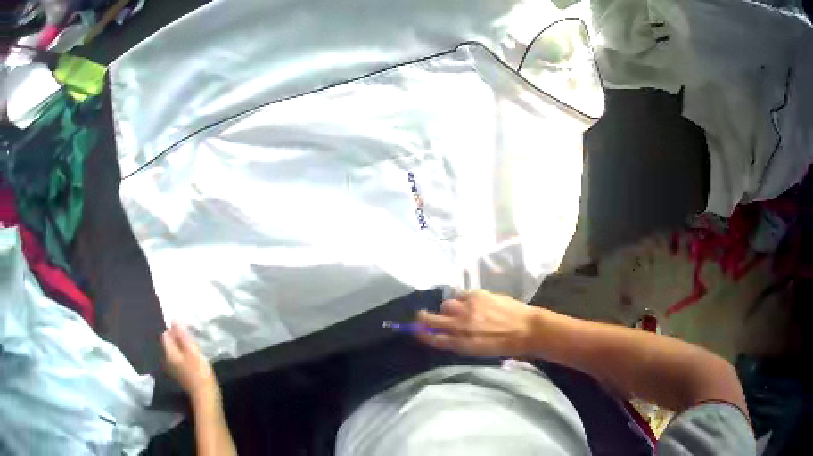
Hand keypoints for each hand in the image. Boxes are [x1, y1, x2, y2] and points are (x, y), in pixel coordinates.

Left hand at [162, 323, 216, 398]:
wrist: (206, 397)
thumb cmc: (200, 373)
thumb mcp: (192, 351)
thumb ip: (182, 335)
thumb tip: (174, 318)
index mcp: (168, 353)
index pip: (166, 334)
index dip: (174, 329)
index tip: (186, 329)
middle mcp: (167, 359)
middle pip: (169, 342)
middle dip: (178, 337)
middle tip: (191, 337)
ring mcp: (173, 368)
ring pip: (174, 350)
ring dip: (181, 346)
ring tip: (193, 345)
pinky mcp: (180, 373)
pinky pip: (179, 358)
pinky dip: (184, 354)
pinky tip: (193, 357)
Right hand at [415, 290, 537, 356]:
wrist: (527, 330)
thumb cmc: (505, 346)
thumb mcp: (478, 351)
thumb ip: (460, 343)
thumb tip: (445, 335)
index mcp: (461, 343)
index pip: (432, 338)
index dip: (421, 333)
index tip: (416, 330)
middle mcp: (460, 325)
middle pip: (430, 319)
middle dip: (423, 318)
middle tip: (422, 316)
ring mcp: (468, 308)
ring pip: (445, 304)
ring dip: (448, 308)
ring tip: (458, 309)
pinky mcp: (477, 295)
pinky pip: (460, 294)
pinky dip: (462, 299)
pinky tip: (471, 302)